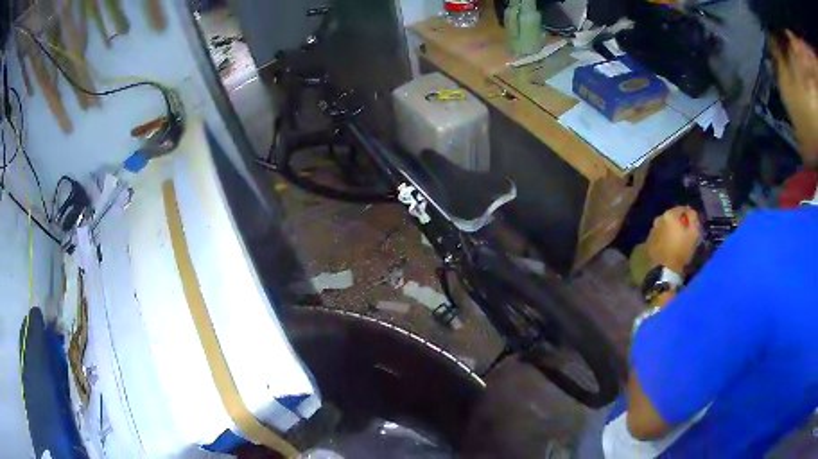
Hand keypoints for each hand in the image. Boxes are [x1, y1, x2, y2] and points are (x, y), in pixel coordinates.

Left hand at [646, 206, 701, 273]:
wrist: (664, 270)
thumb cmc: (681, 250)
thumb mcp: (694, 233)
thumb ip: (693, 218)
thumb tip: (690, 211)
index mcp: (669, 214)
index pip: (682, 209)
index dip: (689, 216)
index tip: (694, 225)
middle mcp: (658, 219)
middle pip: (672, 217)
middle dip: (679, 222)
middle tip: (686, 233)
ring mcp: (652, 230)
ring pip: (665, 226)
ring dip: (671, 230)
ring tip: (677, 240)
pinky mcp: (648, 241)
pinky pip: (659, 235)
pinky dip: (664, 238)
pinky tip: (669, 246)